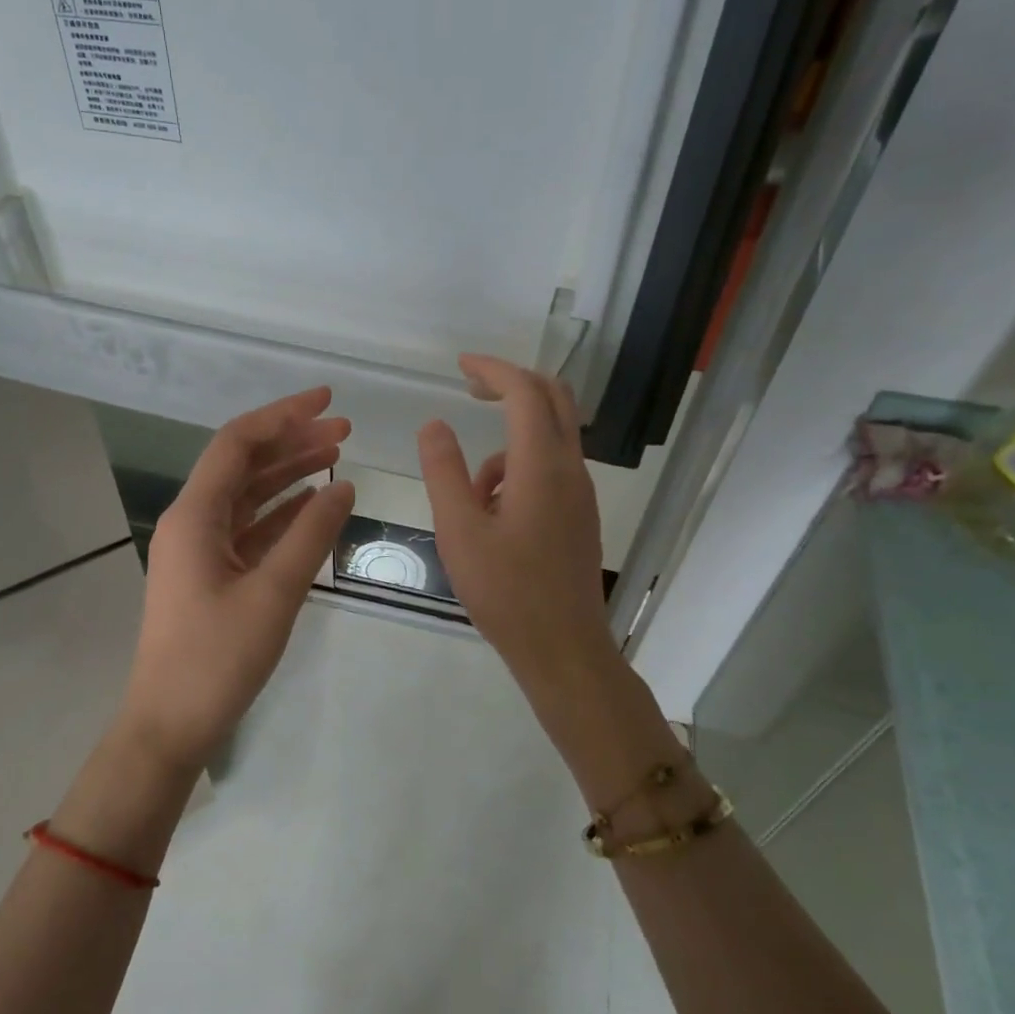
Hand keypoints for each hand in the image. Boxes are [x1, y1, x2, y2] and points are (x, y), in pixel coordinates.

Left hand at [118, 387, 356, 770]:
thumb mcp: (273, 594)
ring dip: (289, 476)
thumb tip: (345, 486)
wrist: (170, 724)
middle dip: (293, 443)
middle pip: (244, 465)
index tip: (329, 401)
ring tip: (337, 459)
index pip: (238, 443)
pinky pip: (249, 531)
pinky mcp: (211, 576)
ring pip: (248, 497)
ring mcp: (200, 550)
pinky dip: (281, 515)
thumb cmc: (217, 659)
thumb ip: (311, 536)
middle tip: (346, 432)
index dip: (283, 415)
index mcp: (194, 516)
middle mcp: (192, 522)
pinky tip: (314, 506)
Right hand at [417, 355, 616, 690]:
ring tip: (468, 496)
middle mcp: (570, 470)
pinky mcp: (580, 515)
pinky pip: (550, 469)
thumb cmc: (505, 591)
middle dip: (511, 385)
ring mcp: (580, 493)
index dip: (493, 370)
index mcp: (542, 466)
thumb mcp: (459, 530)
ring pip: (550, 438)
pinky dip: (518, 470)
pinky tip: (491, 516)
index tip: (460, 365)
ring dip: (507, 443)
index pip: (524, 393)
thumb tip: (434, 424)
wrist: (562, 648)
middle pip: (553, 400)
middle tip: (471, 389)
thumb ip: (444, 472)